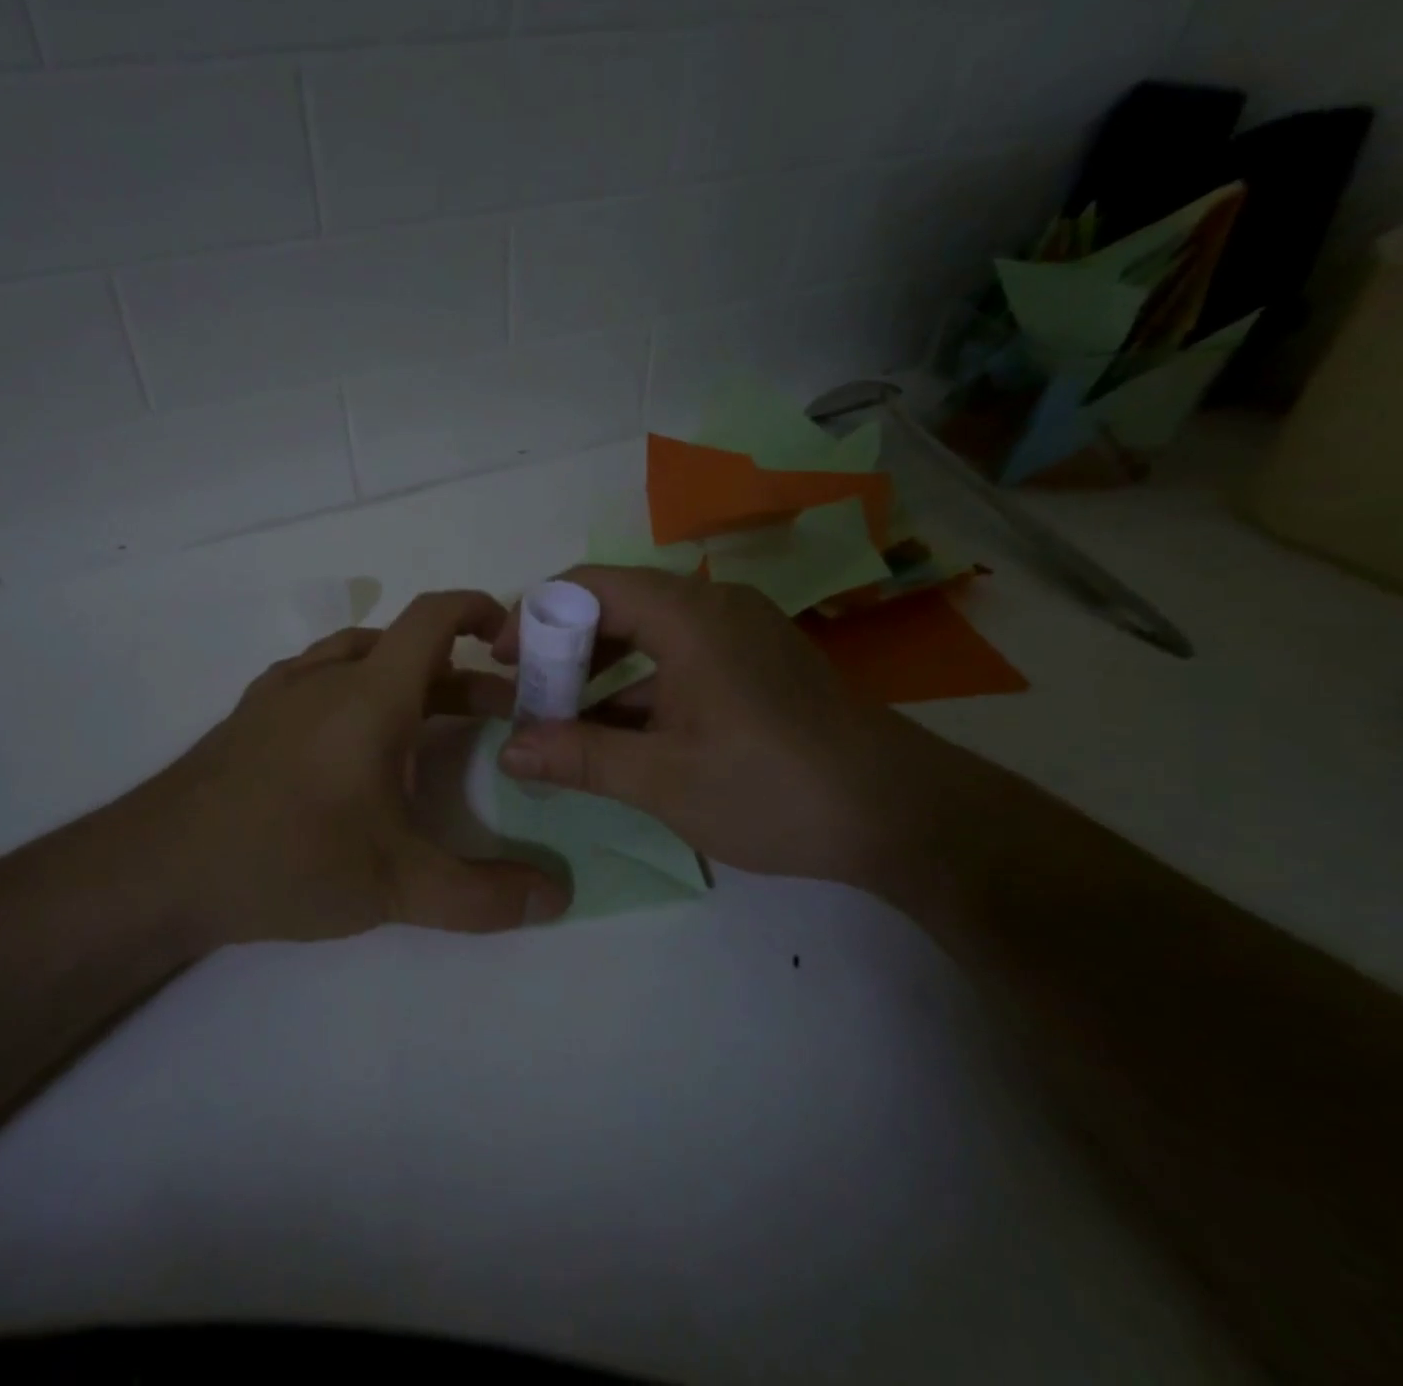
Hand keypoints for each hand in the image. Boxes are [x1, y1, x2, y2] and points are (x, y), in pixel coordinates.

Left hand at [119, 590, 570, 949]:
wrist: (157, 868)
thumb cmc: (286, 857)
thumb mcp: (396, 885)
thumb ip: (483, 896)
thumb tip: (558, 896)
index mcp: (369, 696)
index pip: (432, 618)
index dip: (477, 610)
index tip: (514, 634)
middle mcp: (326, 678)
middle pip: (406, 648)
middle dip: (461, 674)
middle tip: (499, 714)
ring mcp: (280, 694)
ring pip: (359, 659)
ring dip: (407, 678)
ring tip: (432, 721)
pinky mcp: (250, 718)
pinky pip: (319, 679)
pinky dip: (357, 690)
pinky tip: (352, 742)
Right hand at [491, 566, 927, 893]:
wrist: (903, 816)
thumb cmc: (773, 787)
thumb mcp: (663, 779)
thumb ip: (579, 758)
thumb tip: (507, 750)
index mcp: (688, 615)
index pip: (588, 585)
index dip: (534, 615)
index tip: (500, 659)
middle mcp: (713, 608)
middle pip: (616, 606)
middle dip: (562, 649)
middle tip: (525, 696)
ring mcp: (739, 636)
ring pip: (647, 637)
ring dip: (599, 673)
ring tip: (559, 720)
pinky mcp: (755, 667)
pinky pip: (678, 661)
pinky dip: (639, 689)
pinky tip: (615, 735)